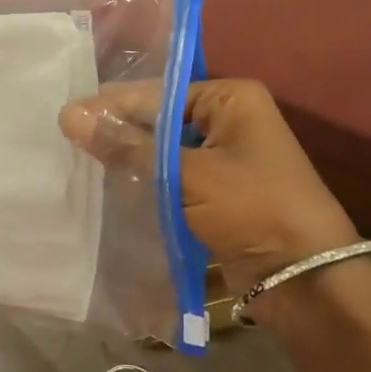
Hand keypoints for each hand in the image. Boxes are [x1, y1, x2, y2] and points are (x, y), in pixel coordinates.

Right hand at [59, 78, 357, 290]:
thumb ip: (128, 146)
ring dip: (130, 160)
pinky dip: (146, 184)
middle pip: (160, 121)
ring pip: (163, 153)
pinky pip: (172, 180)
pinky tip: (110, 189)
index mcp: (231, 99)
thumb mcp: (187, 174)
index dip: (112, 106)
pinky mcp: (217, 195)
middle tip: (68, 141)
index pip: (158, 93)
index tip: (67, 117)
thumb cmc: (252, 207)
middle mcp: (229, 121)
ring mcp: (224, 160)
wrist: (304, 278)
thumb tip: (68, 116)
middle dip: (119, 133)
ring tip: (79, 163)